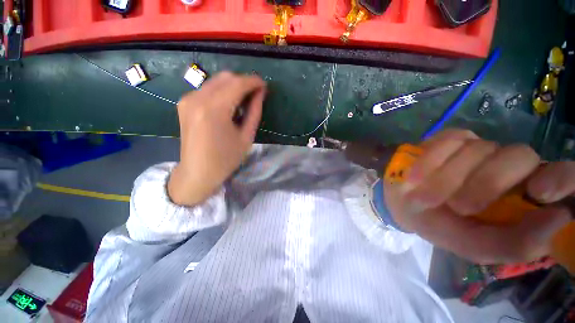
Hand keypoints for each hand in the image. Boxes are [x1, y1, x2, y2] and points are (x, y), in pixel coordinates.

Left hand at [168, 72, 265, 205]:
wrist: (197, 172)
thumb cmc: (226, 159)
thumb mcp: (246, 137)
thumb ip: (254, 111)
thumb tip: (261, 93)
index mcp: (214, 109)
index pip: (237, 84)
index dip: (253, 82)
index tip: (264, 85)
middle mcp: (197, 98)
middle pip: (226, 77)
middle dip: (244, 82)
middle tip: (256, 94)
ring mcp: (188, 99)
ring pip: (216, 81)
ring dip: (233, 86)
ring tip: (244, 100)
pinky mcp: (184, 103)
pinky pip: (207, 89)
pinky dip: (221, 91)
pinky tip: (228, 105)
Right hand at [384, 129, 573, 263]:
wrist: (403, 204)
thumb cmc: (441, 226)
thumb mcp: (474, 246)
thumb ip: (515, 244)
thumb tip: (562, 218)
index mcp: (523, 196)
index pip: (564, 175)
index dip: (561, 178)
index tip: (540, 193)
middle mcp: (509, 167)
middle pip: (520, 156)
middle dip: (486, 184)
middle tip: (458, 207)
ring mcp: (479, 148)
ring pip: (479, 150)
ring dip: (448, 179)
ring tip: (426, 197)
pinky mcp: (451, 138)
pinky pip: (449, 141)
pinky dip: (430, 162)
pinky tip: (417, 177)